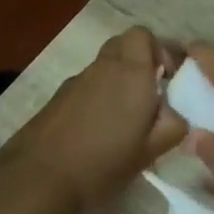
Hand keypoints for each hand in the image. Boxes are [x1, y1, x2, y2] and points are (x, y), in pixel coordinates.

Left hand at [0, 28, 187, 213]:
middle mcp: (103, 67)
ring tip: (126, 119)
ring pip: (104, 65)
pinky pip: (87, 85)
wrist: (37, 178)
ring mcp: (76, 81)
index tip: (169, 79)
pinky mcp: (58, 97)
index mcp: (131, 73)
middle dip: (140, 60)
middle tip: (151, 93)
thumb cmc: (102, 163)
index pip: (144, 35)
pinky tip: (99, 130)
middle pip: (123, 45)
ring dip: (119, 80)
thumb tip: (175, 114)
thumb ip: (172, 126)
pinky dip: (98, 95)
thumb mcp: (150, 151)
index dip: (160, 51)